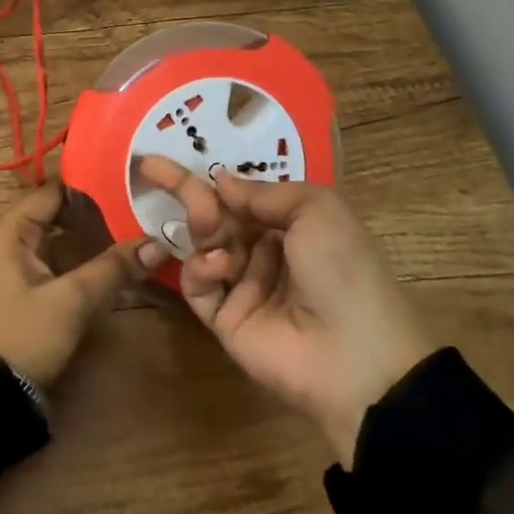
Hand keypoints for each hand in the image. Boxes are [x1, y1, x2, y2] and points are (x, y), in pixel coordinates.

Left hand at [0, 183, 149, 389]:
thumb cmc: (24, 336)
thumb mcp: (71, 300)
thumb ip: (113, 268)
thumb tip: (158, 243)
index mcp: (10, 231)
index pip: (52, 192)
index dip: (88, 186)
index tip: (128, 183)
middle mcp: (10, 241)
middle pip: (56, 214)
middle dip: (95, 212)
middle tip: (137, 207)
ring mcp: (16, 266)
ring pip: (59, 239)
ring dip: (90, 237)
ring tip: (133, 229)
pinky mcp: (26, 290)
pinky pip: (57, 262)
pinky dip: (82, 259)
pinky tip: (113, 263)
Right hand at [140, 157, 439, 466]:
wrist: (356, 355)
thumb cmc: (342, 267)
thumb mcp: (317, 208)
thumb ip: (263, 191)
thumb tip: (219, 180)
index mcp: (292, 225)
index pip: (241, 196)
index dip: (211, 178)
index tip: (165, 158)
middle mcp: (265, 252)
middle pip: (216, 216)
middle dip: (192, 194)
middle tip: (156, 171)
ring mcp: (243, 287)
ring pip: (203, 245)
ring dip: (200, 225)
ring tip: (207, 221)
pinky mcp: (224, 320)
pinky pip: (198, 285)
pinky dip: (200, 268)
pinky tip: (219, 264)